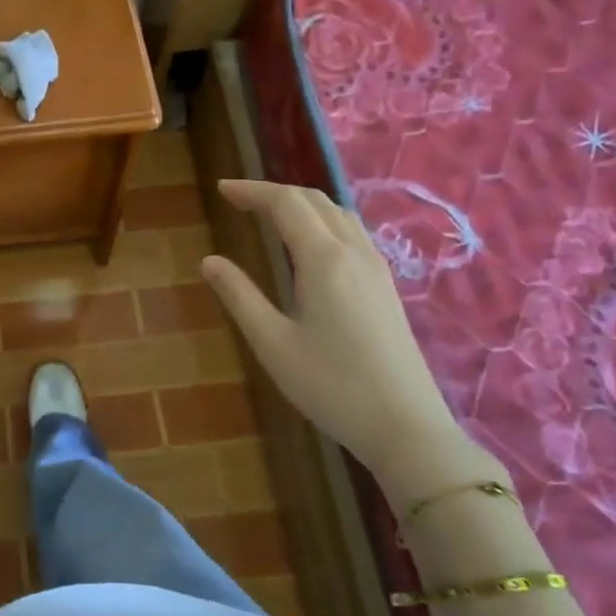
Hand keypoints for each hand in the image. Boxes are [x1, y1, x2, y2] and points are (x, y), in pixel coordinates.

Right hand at [201, 180, 499, 500]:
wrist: (405, 426)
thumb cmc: (330, 385)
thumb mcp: (272, 342)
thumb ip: (239, 295)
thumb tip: (209, 261)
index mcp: (324, 259)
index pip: (285, 203)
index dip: (251, 190)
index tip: (221, 189)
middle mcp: (354, 252)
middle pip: (314, 200)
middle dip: (274, 192)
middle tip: (238, 200)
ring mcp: (376, 268)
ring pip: (338, 213)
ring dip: (301, 203)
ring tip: (269, 214)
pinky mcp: (386, 286)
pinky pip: (352, 232)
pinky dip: (322, 220)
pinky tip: (309, 244)